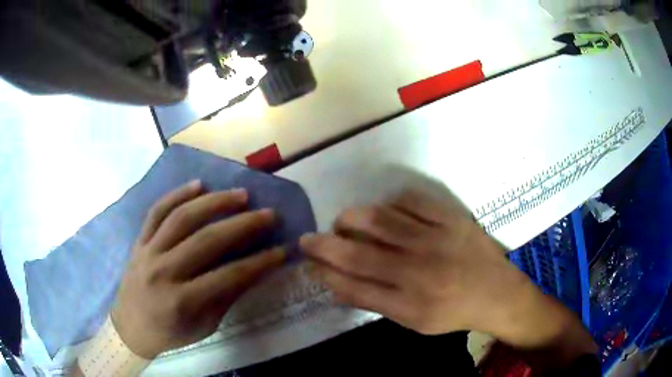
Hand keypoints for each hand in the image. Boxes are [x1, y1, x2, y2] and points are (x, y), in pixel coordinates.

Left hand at [112, 181, 284, 358]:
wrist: (129, 327)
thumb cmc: (170, 333)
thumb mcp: (204, 326)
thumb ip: (226, 297)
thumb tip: (253, 270)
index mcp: (181, 301)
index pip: (228, 276)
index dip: (259, 263)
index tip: (283, 250)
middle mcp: (163, 271)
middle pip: (206, 241)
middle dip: (242, 225)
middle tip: (268, 214)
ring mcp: (148, 252)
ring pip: (182, 218)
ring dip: (214, 203)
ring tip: (241, 194)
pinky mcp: (139, 241)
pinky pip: (156, 211)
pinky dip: (177, 194)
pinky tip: (198, 184)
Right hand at [301, 189, 522, 335]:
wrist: (498, 293)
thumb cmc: (454, 312)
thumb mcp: (414, 323)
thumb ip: (375, 304)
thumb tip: (336, 286)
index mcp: (410, 304)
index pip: (353, 286)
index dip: (324, 273)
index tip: (309, 263)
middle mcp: (419, 271)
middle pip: (359, 254)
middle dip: (324, 245)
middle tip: (308, 238)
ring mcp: (436, 240)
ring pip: (380, 220)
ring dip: (351, 218)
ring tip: (342, 222)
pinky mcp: (451, 218)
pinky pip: (411, 201)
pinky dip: (389, 203)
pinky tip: (384, 211)